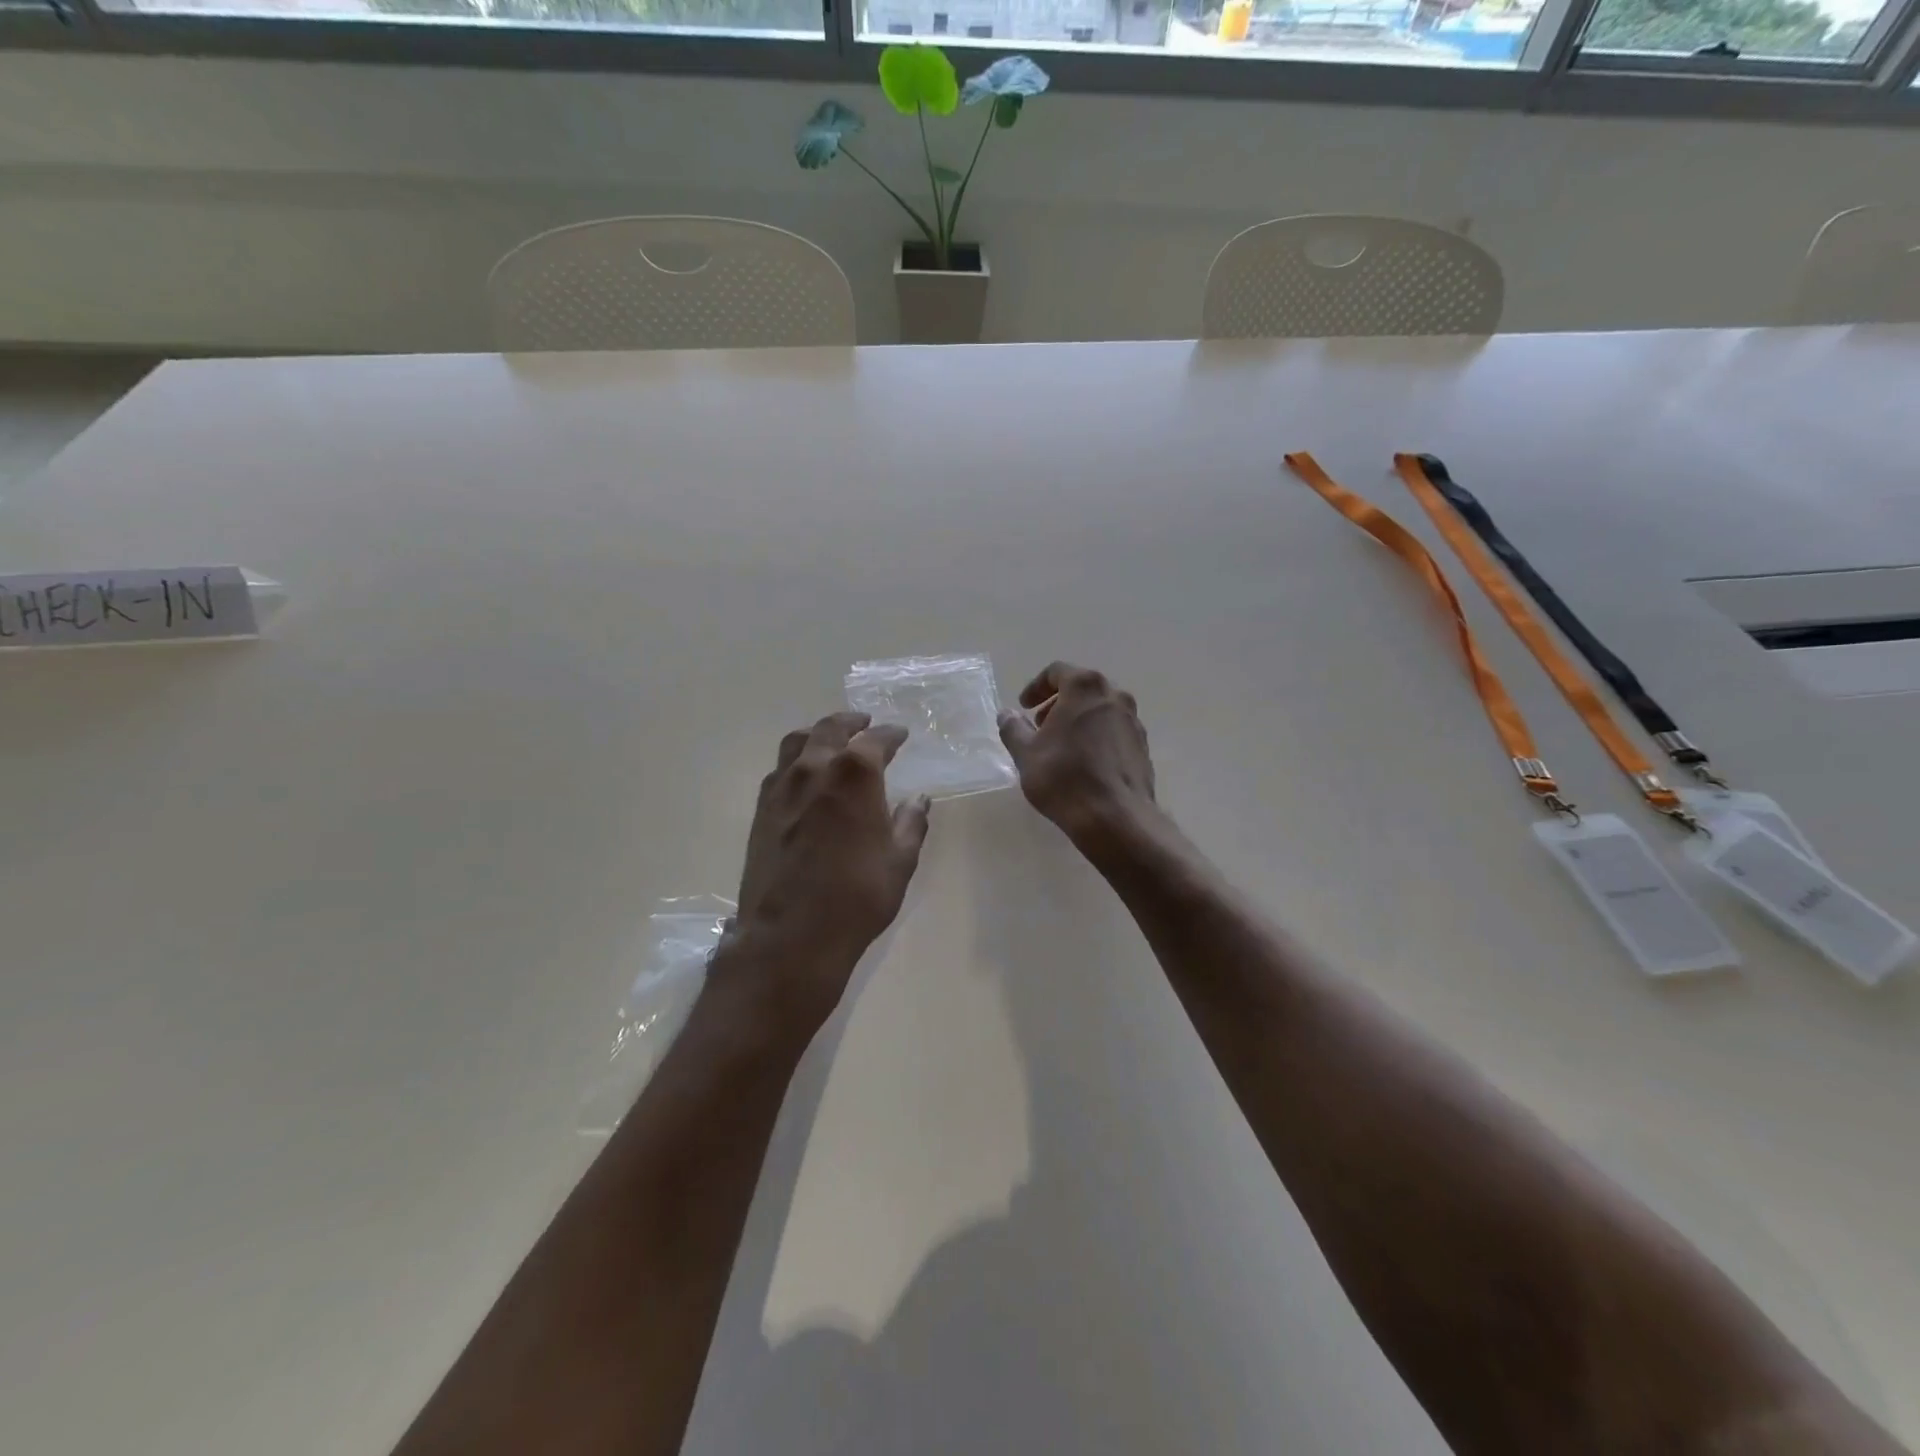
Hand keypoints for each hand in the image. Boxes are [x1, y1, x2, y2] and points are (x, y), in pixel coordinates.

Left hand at [718, 711, 931, 1032]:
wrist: (790, 936)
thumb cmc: (856, 897)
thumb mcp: (899, 861)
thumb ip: (910, 823)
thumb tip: (919, 799)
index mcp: (855, 774)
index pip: (876, 739)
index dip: (891, 734)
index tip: (901, 734)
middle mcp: (815, 769)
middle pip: (830, 728)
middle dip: (851, 722)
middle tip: (864, 723)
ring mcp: (782, 788)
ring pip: (796, 742)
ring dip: (817, 734)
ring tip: (830, 740)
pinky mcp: (761, 810)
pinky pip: (779, 770)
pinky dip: (796, 762)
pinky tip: (804, 777)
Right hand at [997, 662, 1157, 849]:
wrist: (1115, 817)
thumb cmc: (1064, 778)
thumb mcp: (1026, 753)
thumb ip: (1013, 728)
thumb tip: (1007, 715)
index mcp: (1085, 688)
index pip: (1057, 672)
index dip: (1036, 687)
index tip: (1023, 707)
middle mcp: (1115, 696)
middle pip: (1082, 688)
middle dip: (1057, 703)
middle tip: (1039, 726)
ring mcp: (1133, 721)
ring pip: (1100, 709)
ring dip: (1078, 720)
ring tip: (1060, 746)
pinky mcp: (1142, 746)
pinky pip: (1114, 731)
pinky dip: (1096, 736)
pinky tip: (1083, 763)